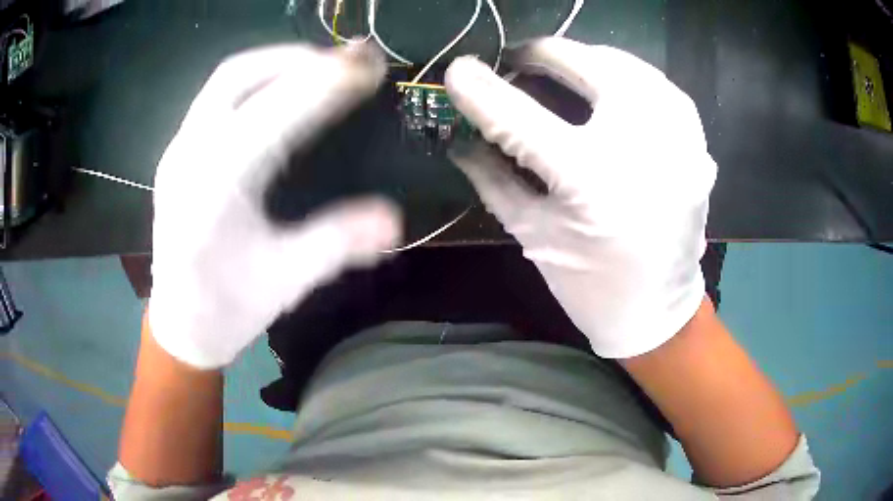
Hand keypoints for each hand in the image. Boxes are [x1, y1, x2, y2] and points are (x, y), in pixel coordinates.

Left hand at [149, 44, 401, 368]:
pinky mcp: (178, 153)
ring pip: (225, 80)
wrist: (181, 325)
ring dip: (276, 63)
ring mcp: (177, 150)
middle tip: (345, 65)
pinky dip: (256, 80)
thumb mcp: (286, 281)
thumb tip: (394, 220)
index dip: (323, 84)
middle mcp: (187, 156)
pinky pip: (217, 96)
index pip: (271, 113)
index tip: (368, 68)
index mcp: (212, 189)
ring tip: (321, 69)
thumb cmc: (228, 309)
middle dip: (296, 59)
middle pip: (238, 75)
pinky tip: (281, 92)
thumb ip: (337, 243)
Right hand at [445, 38, 716, 357]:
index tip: (458, 70)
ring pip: (629, 65)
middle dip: (543, 53)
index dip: (482, 89)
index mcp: (590, 182)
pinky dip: (631, 75)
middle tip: (520, 60)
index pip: (521, 117)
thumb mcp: (532, 234)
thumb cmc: (590, 286)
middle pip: (587, 65)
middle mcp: (641, 150)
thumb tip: (461, 135)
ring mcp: (679, 142)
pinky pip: (662, 87)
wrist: (658, 311)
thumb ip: (492, 177)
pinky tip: (613, 84)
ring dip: (588, 58)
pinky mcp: (697, 146)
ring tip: (564, 67)